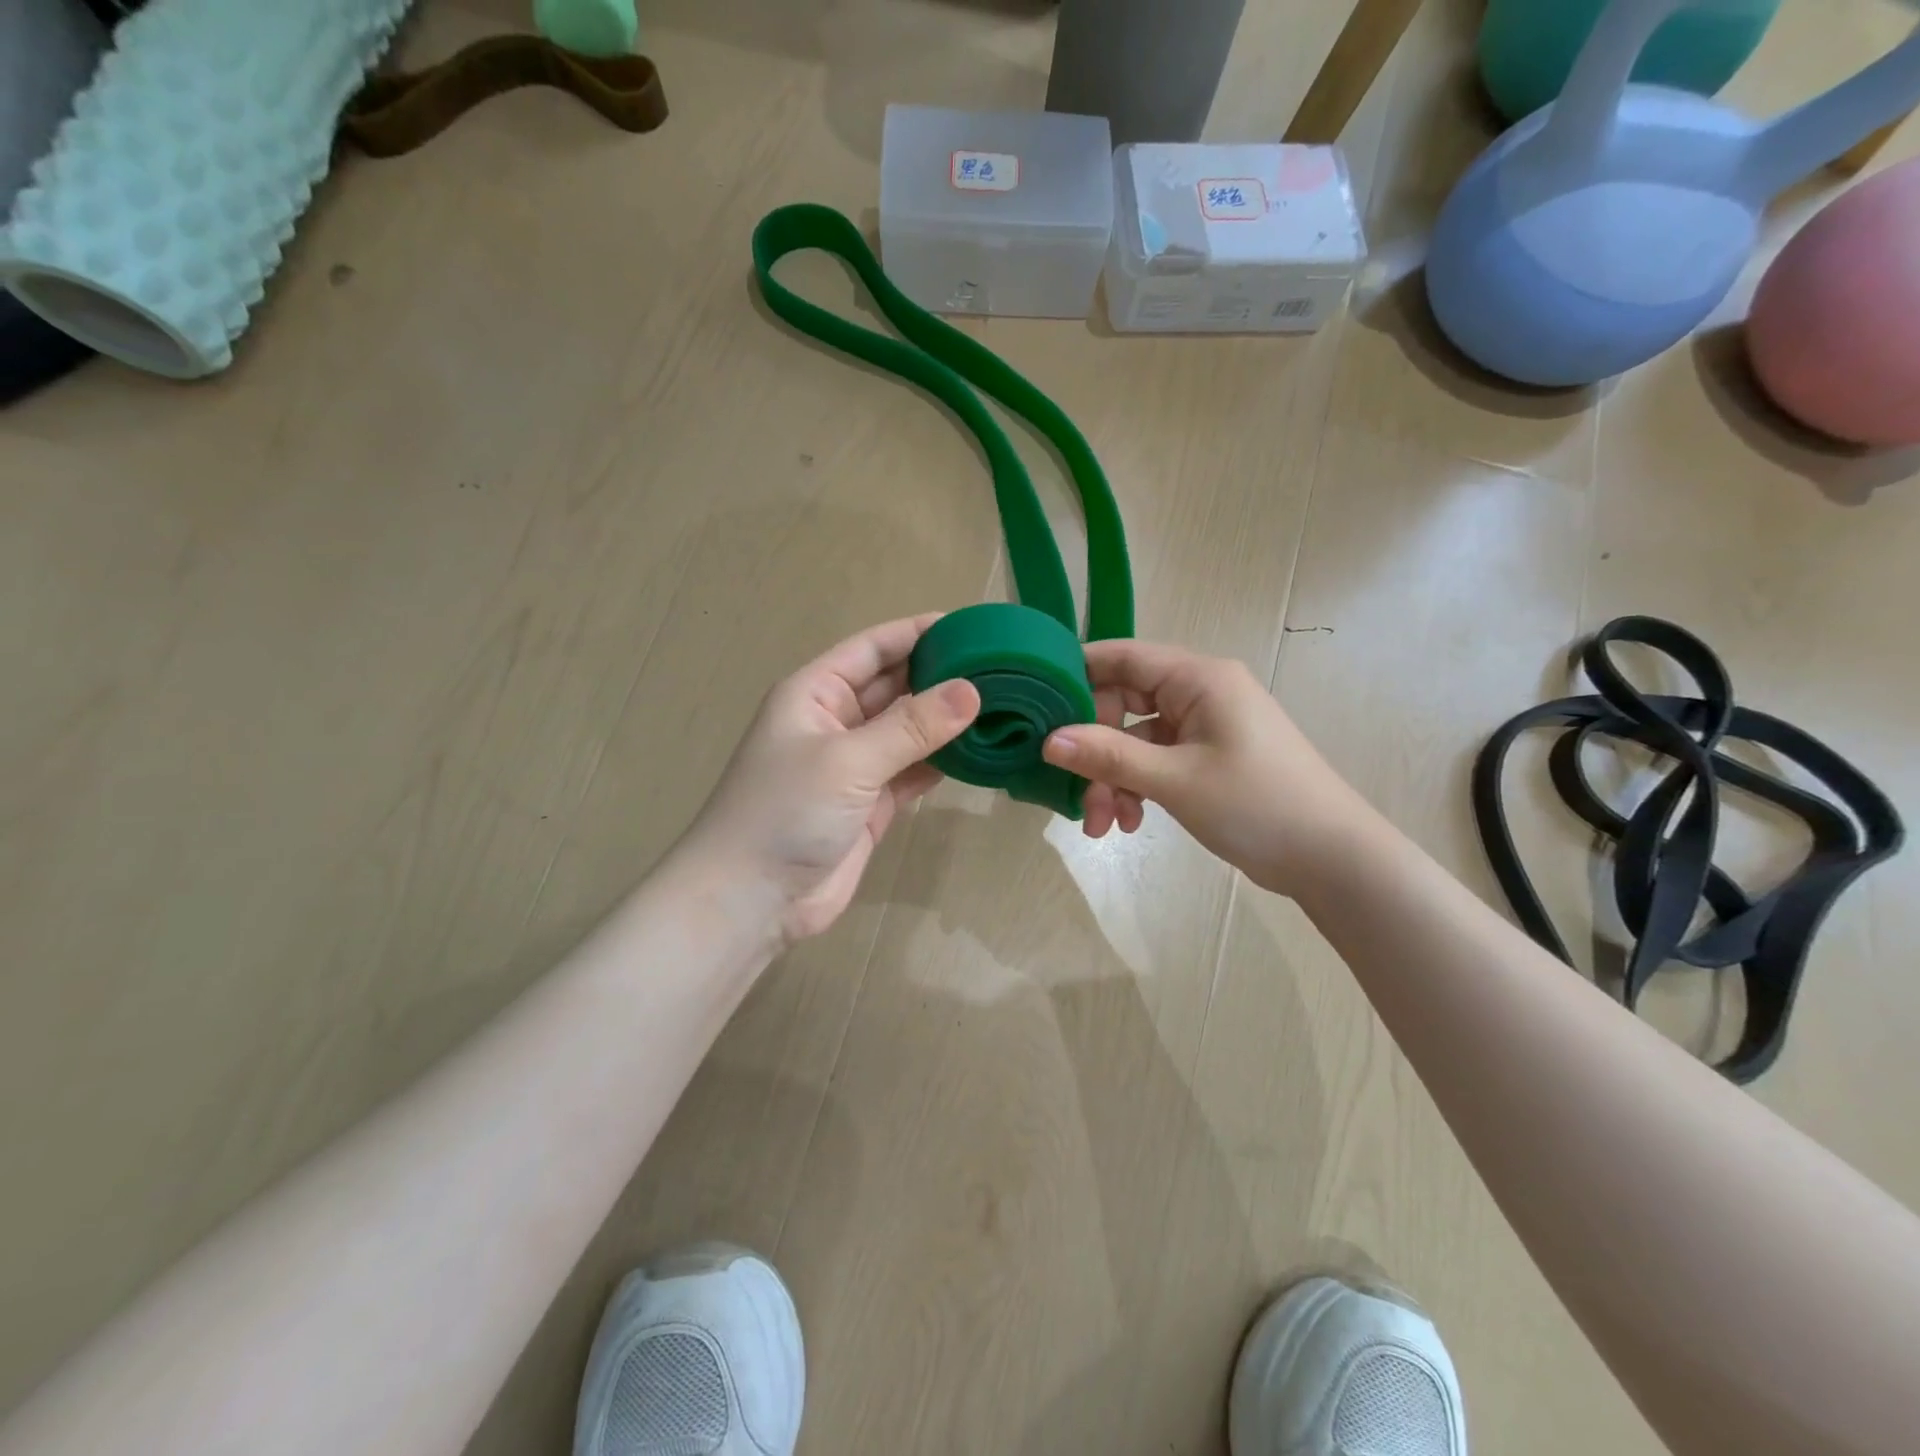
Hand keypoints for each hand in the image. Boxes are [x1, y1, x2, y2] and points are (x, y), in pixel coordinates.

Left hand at [684, 615, 979, 944]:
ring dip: (947, 721)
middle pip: (896, 685)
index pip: (874, 647)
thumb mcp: (848, 760)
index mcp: (816, 693)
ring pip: (909, 730)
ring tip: (1003, 705)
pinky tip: (981, 752)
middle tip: (1002, 668)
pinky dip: (943, 761)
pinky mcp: (872, 802)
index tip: (973, 626)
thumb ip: (911, 726)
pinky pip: (914, 770)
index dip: (919, 633)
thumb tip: (973, 690)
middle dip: (942, 676)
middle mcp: (837, 721)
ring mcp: (856, 764)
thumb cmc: (785, 812)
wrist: (752, 900)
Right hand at [1041, 640, 1370, 894]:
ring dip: (1113, 779)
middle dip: (1094, 750)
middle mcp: (1200, 693)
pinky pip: (1156, 762)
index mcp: (1198, 678)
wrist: (1331, 858)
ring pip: (1136, 741)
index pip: (1122, 656)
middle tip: (1074, 792)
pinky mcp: (1207, 758)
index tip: (1038, 707)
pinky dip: (1137, 788)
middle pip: (1123, 705)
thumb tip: (1048, 740)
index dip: (1077, 676)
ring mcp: (1204, 727)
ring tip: (1103, 826)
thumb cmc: (1257, 804)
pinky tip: (1130, 824)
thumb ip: (1109, 756)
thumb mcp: (1175, 780)